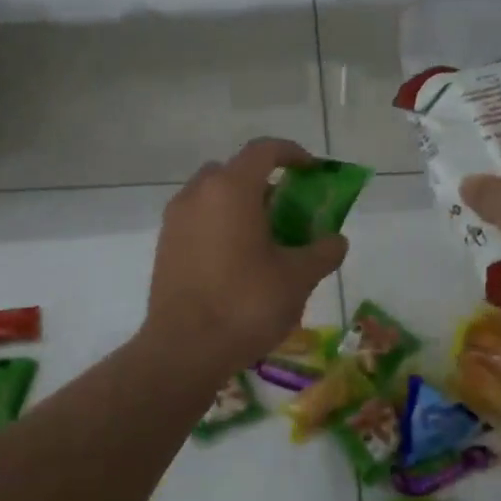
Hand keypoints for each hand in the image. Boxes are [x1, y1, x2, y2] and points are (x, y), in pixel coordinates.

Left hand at [146, 139, 349, 374]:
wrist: (184, 350)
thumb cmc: (246, 304)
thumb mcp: (298, 278)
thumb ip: (323, 252)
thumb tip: (336, 240)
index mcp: (231, 189)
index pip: (264, 150)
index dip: (293, 153)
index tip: (312, 171)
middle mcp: (197, 194)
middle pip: (235, 171)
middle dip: (264, 183)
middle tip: (288, 210)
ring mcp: (175, 220)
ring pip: (212, 196)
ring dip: (239, 206)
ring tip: (265, 240)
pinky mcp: (164, 247)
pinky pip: (197, 221)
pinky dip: (219, 226)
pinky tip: (237, 262)